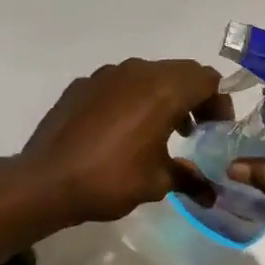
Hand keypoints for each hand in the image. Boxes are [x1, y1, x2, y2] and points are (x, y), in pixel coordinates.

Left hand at [21, 59, 228, 224]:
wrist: (45, 182)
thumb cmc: (110, 179)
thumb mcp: (157, 183)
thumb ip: (189, 178)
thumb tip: (211, 193)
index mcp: (163, 90)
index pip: (207, 79)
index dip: (219, 102)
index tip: (217, 129)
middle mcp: (138, 72)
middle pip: (180, 73)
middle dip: (194, 98)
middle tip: (195, 130)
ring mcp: (107, 75)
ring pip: (149, 75)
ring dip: (163, 97)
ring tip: (161, 132)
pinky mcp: (83, 84)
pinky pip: (120, 84)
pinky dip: (133, 99)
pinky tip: (123, 131)